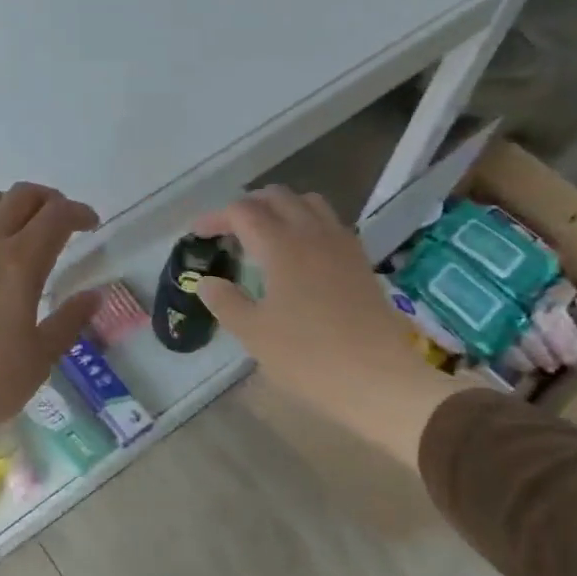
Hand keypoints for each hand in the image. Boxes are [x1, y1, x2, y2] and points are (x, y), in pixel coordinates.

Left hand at [0, 184, 99, 492]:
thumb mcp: (41, 358)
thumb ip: (70, 320)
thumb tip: (94, 295)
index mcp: (18, 264)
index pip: (56, 215)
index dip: (79, 213)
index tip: (92, 225)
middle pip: (22, 196)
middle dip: (50, 200)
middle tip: (63, 223)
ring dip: (13, 205)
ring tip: (24, 231)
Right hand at [194, 187, 459, 466]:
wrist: (378, 379)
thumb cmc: (308, 357)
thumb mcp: (254, 334)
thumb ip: (226, 302)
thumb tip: (207, 282)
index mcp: (281, 246)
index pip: (242, 212)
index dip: (216, 217)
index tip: (198, 234)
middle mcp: (312, 233)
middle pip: (277, 196)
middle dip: (247, 206)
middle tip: (228, 231)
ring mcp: (342, 244)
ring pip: (308, 203)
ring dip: (281, 208)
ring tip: (264, 234)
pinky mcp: (360, 260)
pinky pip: (330, 222)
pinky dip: (307, 222)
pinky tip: (299, 253)